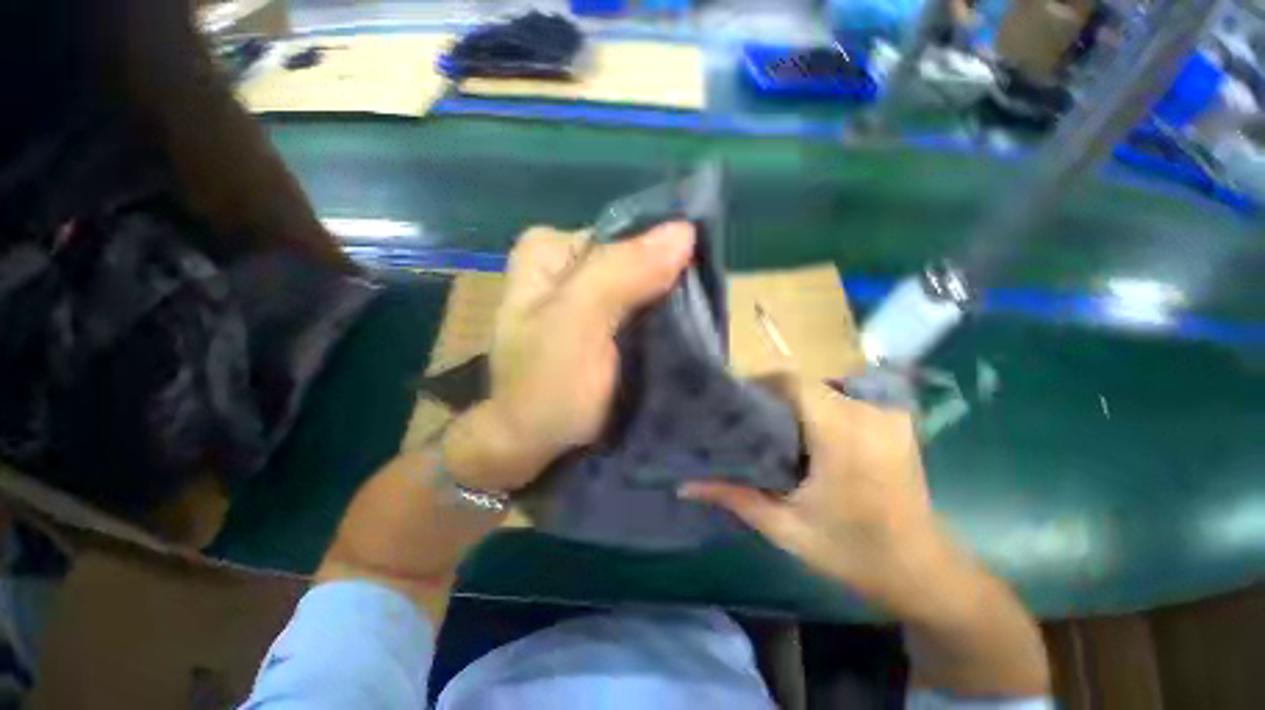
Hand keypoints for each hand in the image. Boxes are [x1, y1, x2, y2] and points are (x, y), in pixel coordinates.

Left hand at [446, 222, 694, 491]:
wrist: (534, 445)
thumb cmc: (545, 386)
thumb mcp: (576, 322)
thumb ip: (622, 273)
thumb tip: (684, 230)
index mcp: (551, 250)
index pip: (625, 231)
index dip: (662, 252)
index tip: (690, 283)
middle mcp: (571, 265)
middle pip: (637, 259)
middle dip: (668, 282)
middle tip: (694, 315)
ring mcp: (590, 296)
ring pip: (646, 286)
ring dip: (671, 305)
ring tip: (694, 328)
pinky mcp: (606, 325)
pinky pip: (646, 311)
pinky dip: (665, 322)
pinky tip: (681, 336)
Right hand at [684, 377, 1050, 695]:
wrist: (924, 572)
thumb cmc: (854, 554)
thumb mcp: (786, 529)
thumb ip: (735, 498)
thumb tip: (684, 484)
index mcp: (843, 436)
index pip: (793, 383)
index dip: (759, 385)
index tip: (735, 402)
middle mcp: (868, 414)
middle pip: (805, 385)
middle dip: (773, 398)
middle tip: (748, 422)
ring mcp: (887, 415)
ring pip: (823, 390)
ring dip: (795, 405)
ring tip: (774, 430)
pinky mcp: (895, 421)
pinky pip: (844, 400)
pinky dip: (819, 411)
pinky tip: (808, 438)